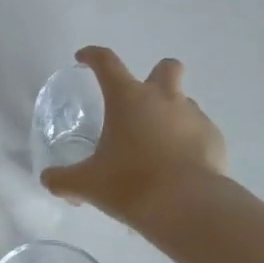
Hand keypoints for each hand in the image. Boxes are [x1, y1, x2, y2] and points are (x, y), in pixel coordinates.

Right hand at [40, 46, 227, 224]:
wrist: (188, 206)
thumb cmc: (131, 184)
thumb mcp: (88, 184)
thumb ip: (64, 180)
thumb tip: (49, 180)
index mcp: (128, 98)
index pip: (106, 62)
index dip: (92, 56)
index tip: (83, 58)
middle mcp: (163, 98)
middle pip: (166, 67)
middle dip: (156, 76)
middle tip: (142, 103)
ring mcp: (194, 116)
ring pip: (184, 102)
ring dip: (171, 115)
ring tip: (158, 148)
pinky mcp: (214, 139)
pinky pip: (200, 132)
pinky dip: (189, 143)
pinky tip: (179, 168)